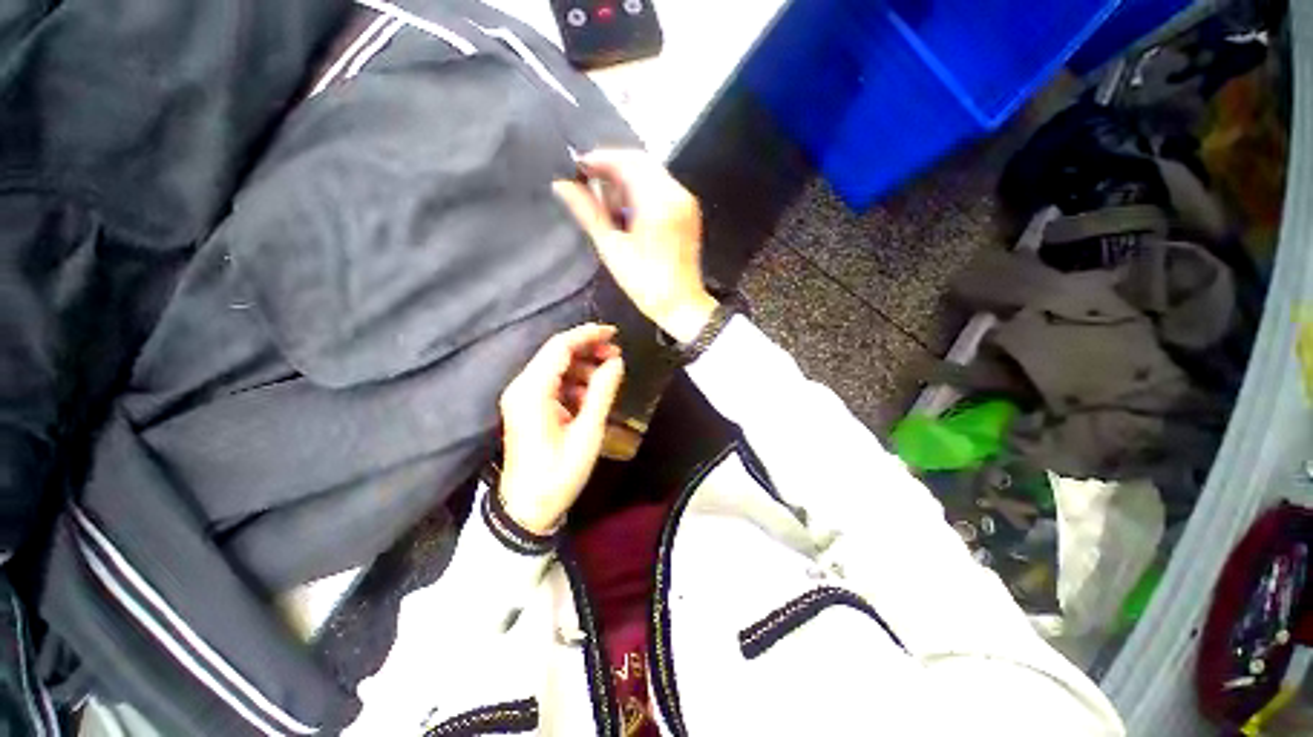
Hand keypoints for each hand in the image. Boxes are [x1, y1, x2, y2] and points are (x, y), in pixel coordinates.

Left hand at [498, 324, 624, 533]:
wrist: (527, 510)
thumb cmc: (559, 474)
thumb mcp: (587, 433)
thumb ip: (602, 392)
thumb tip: (617, 362)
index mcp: (532, 391)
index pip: (560, 347)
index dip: (588, 335)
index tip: (614, 333)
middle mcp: (522, 387)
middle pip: (556, 354)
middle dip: (588, 350)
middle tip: (616, 356)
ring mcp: (521, 397)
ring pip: (555, 367)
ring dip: (583, 367)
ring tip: (608, 377)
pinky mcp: (526, 407)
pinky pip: (552, 383)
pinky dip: (573, 382)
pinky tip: (590, 395)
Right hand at [552, 149, 717, 343]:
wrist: (681, 305)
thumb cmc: (645, 283)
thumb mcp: (612, 248)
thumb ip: (588, 212)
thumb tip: (562, 185)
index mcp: (659, 202)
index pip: (627, 161)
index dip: (600, 159)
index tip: (577, 168)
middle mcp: (677, 194)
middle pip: (641, 162)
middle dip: (612, 168)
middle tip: (588, 184)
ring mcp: (686, 203)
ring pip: (651, 174)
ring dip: (626, 179)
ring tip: (605, 202)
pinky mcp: (688, 213)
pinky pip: (661, 188)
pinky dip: (641, 191)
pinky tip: (626, 210)